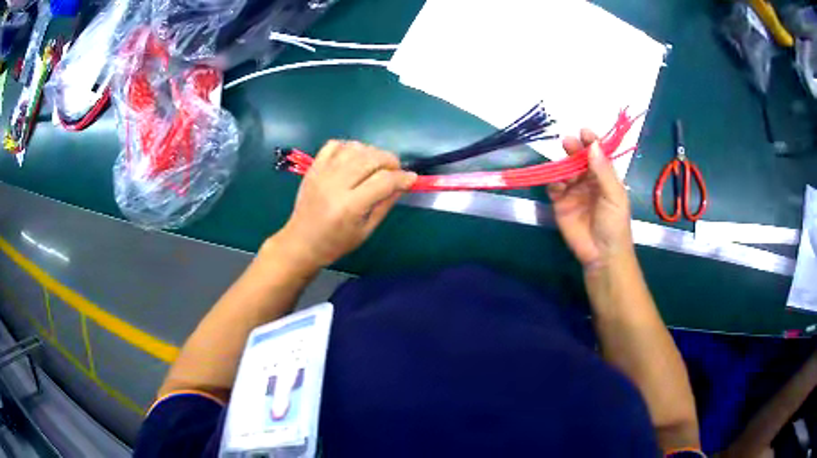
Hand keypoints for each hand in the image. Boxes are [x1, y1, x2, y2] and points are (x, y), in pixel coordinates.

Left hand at [272, 140, 415, 272]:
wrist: (301, 242)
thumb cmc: (336, 243)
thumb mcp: (366, 230)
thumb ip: (385, 204)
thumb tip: (404, 183)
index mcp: (350, 206)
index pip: (384, 180)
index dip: (403, 177)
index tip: (412, 179)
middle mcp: (335, 184)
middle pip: (371, 158)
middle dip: (390, 161)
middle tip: (396, 171)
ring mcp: (322, 172)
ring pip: (355, 148)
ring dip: (372, 152)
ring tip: (377, 165)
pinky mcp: (313, 167)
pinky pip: (334, 144)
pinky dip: (350, 146)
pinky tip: (355, 158)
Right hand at [547, 129, 633, 270]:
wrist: (602, 254)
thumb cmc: (614, 224)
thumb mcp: (614, 196)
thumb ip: (603, 171)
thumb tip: (593, 145)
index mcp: (605, 177)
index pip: (597, 154)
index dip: (591, 142)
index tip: (584, 131)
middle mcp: (588, 180)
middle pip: (578, 159)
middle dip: (573, 149)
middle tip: (568, 142)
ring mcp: (573, 191)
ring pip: (564, 170)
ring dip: (562, 166)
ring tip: (563, 169)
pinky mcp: (560, 203)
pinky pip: (553, 187)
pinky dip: (553, 183)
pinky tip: (557, 185)